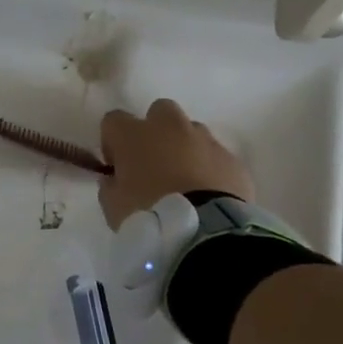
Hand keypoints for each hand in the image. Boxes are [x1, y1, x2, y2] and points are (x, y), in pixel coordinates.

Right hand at [97, 98, 253, 229]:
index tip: (116, 165)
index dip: (112, 141)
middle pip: (160, 112)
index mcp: (134, 135)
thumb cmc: (148, 214)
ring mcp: (205, 140)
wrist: (204, 231)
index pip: (113, 120)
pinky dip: (209, 169)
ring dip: (184, 149)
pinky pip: (216, 157)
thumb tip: (114, 179)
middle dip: (155, 131)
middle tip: (153, 163)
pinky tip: (207, 194)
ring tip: (184, 181)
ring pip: (192, 132)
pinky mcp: (232, 159)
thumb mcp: (112, 206)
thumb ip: (110, 186)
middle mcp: (170, 127)